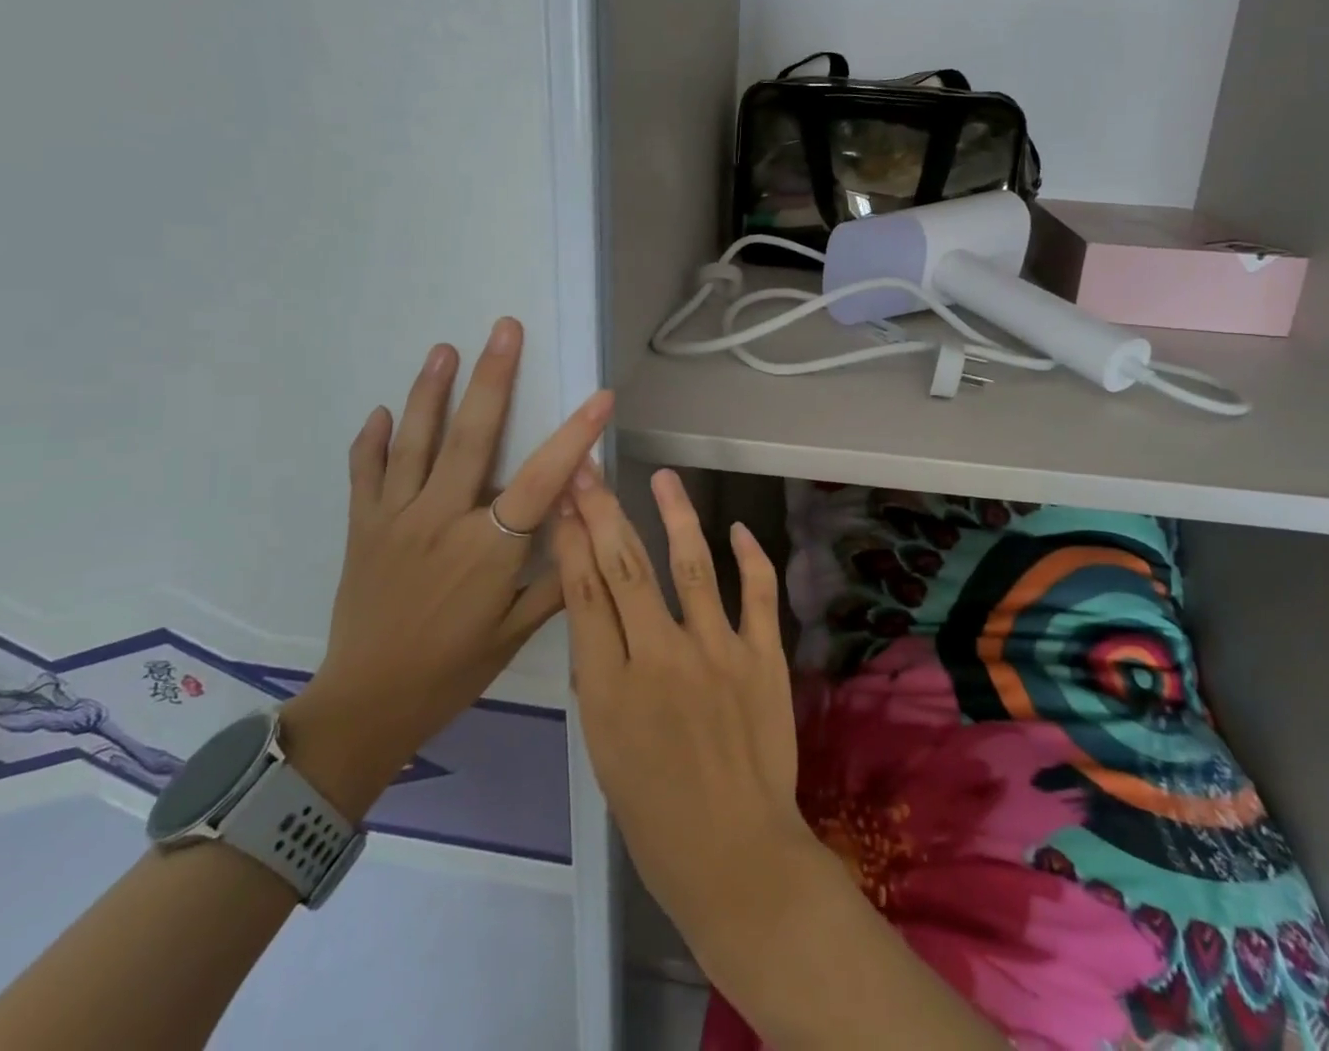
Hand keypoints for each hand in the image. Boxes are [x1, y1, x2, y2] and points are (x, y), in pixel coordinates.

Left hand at [283, 318, 612, 818]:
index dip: (576, 435)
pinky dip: (372, 440)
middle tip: (503, 328)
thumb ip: (556, 575)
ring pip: (415, 443)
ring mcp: (396, 520)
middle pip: (473, 438)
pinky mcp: (362, 527)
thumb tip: (589, 523)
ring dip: (430, 391)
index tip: (601, 396)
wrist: (365, 706)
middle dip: (493, 378)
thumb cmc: (451, 671)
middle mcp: (442, 521)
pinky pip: (365, 474)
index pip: (543, 479)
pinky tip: (383, 411)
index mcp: (488, 549)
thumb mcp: (516, 633)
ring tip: (444, 347)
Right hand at [556, 467, 832, 963]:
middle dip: (604, 512)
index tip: (566, 501)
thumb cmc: (656, 817)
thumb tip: (598, 622)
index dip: (572, 540)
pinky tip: (736, 527)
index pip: (585, 594)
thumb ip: (599, 680)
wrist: (737, 857)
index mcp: (611, 689)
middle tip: (591, 470)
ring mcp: (718, 652)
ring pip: (691, 566)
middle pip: (627, 568)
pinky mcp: (763, 657)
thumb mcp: (603, 753)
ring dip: (675, 516)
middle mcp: (661, 657)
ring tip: (663, 478)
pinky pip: (758, 594)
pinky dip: (750, 557)